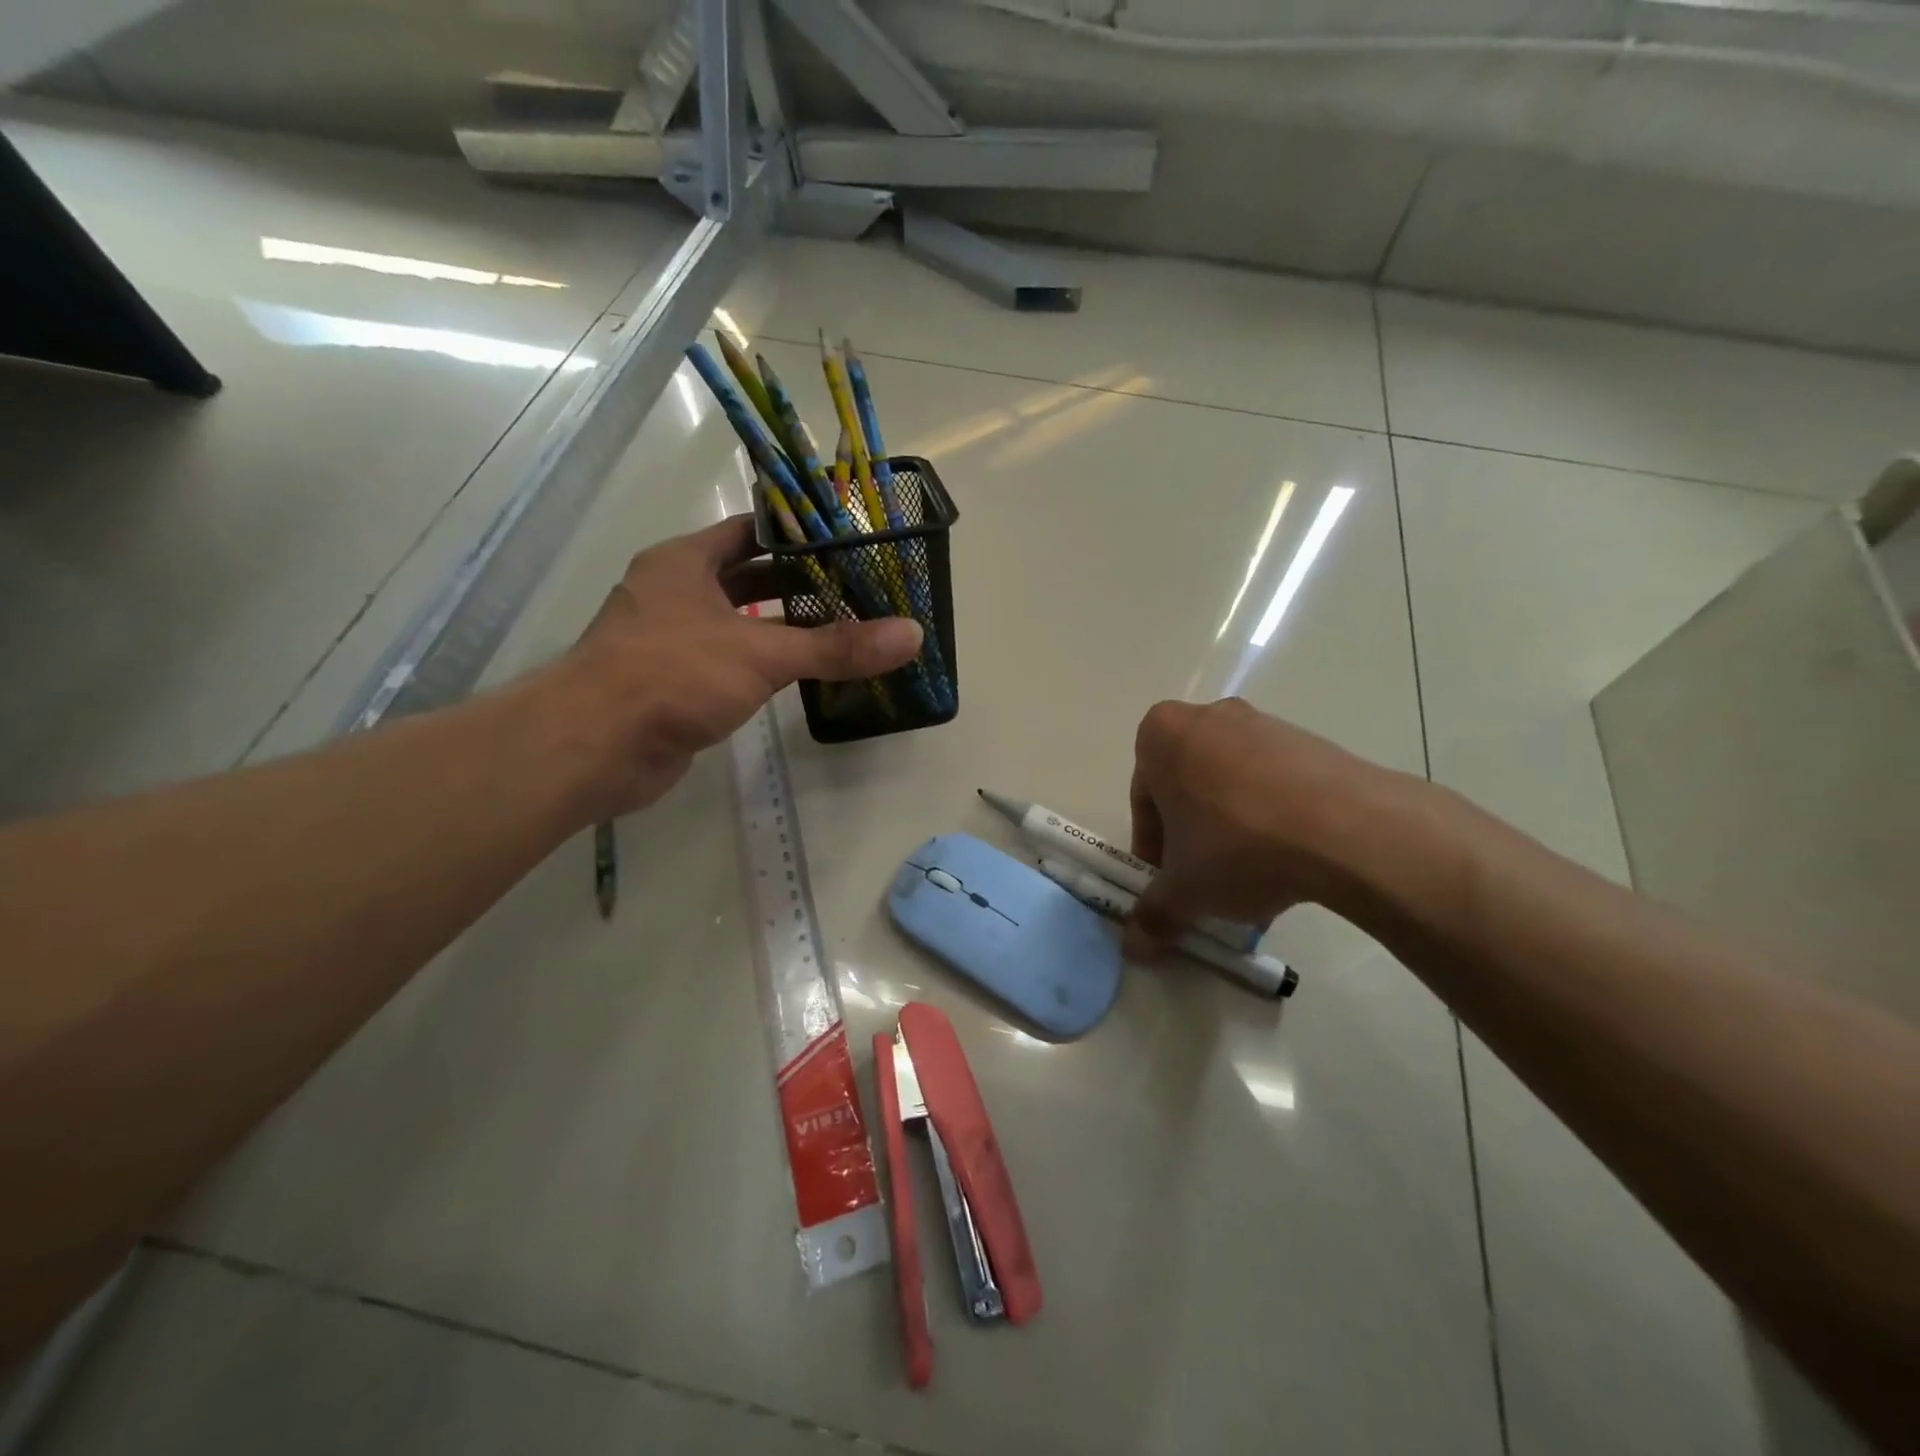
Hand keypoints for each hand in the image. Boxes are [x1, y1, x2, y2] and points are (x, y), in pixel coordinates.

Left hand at [560, 516, 922, 815]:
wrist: (594, 746)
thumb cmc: (673, 674)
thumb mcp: (763, 653)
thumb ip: (836, 646)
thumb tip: (911, 635)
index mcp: (684, 562)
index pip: (750, 530)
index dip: (798, 533)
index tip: (849, 541)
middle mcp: (674, 593)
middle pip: (748, 577)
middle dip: (800, 583)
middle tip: (859, 588)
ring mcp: (671, 640)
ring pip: (740, 623)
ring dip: (785, 627)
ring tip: (845, 628)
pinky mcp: (675, 684)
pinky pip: (731, 663)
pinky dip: (765, 665)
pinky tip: (804, 675)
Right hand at [1124, 698, 1385, 956]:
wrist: (1346, 828)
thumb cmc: (1238, 845)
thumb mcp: (1185, 890)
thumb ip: (1153, 914)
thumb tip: (1135, 946)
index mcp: (1162, 736)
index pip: (1144, 800)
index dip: (1153, 849)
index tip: (1169, 882)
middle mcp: (1208, 718)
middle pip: (1188, 788)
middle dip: (1193, 836)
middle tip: (1206, 880)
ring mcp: (1264, 724)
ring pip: (1231, 786)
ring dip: (1232, 828)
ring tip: (1253, 878)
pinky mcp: (1311, 741)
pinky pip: (1275, 783)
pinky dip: (1273, 817)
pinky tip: (1289, 859)